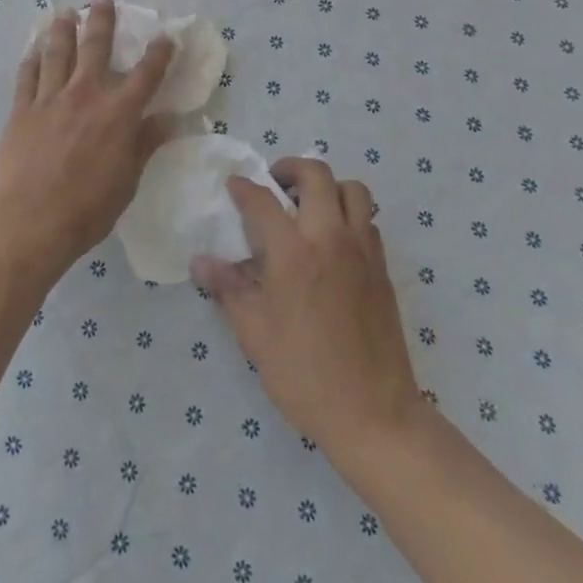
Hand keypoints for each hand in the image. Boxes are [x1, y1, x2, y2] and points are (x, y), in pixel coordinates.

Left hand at [0, 0, 175, 278]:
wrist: (30, 219)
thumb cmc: (87, 208)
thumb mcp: (127, 179)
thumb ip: (145, 143)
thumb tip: (169, 118)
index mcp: (118, 113)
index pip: (146, 74)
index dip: (159, 53)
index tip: (166, 35)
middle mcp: (85, 95)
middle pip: (95, 47)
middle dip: (102, 19)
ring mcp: (50, 99)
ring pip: (57, 53)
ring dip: (63, 30)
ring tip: (64, 12)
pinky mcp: (21, 110)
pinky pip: (27, 77)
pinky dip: (31, 60)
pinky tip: (33, 50)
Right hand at [192, 158, 424, 458]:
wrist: (375, 415)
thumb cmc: (305, 375)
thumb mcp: (255, 335)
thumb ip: (228, 289)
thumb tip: (200, 261)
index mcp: (294, 253)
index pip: (263, 201)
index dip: (244, 188)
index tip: (233, 186)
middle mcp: (331, 239)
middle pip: (316, 175)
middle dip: (291, 168)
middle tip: (275, 183)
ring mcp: (362, 251)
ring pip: (352, 190)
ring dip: (328, 187)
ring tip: (309, 206)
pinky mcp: (382, 269)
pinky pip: (368, 222)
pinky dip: (349, 215)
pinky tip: (333, 241)